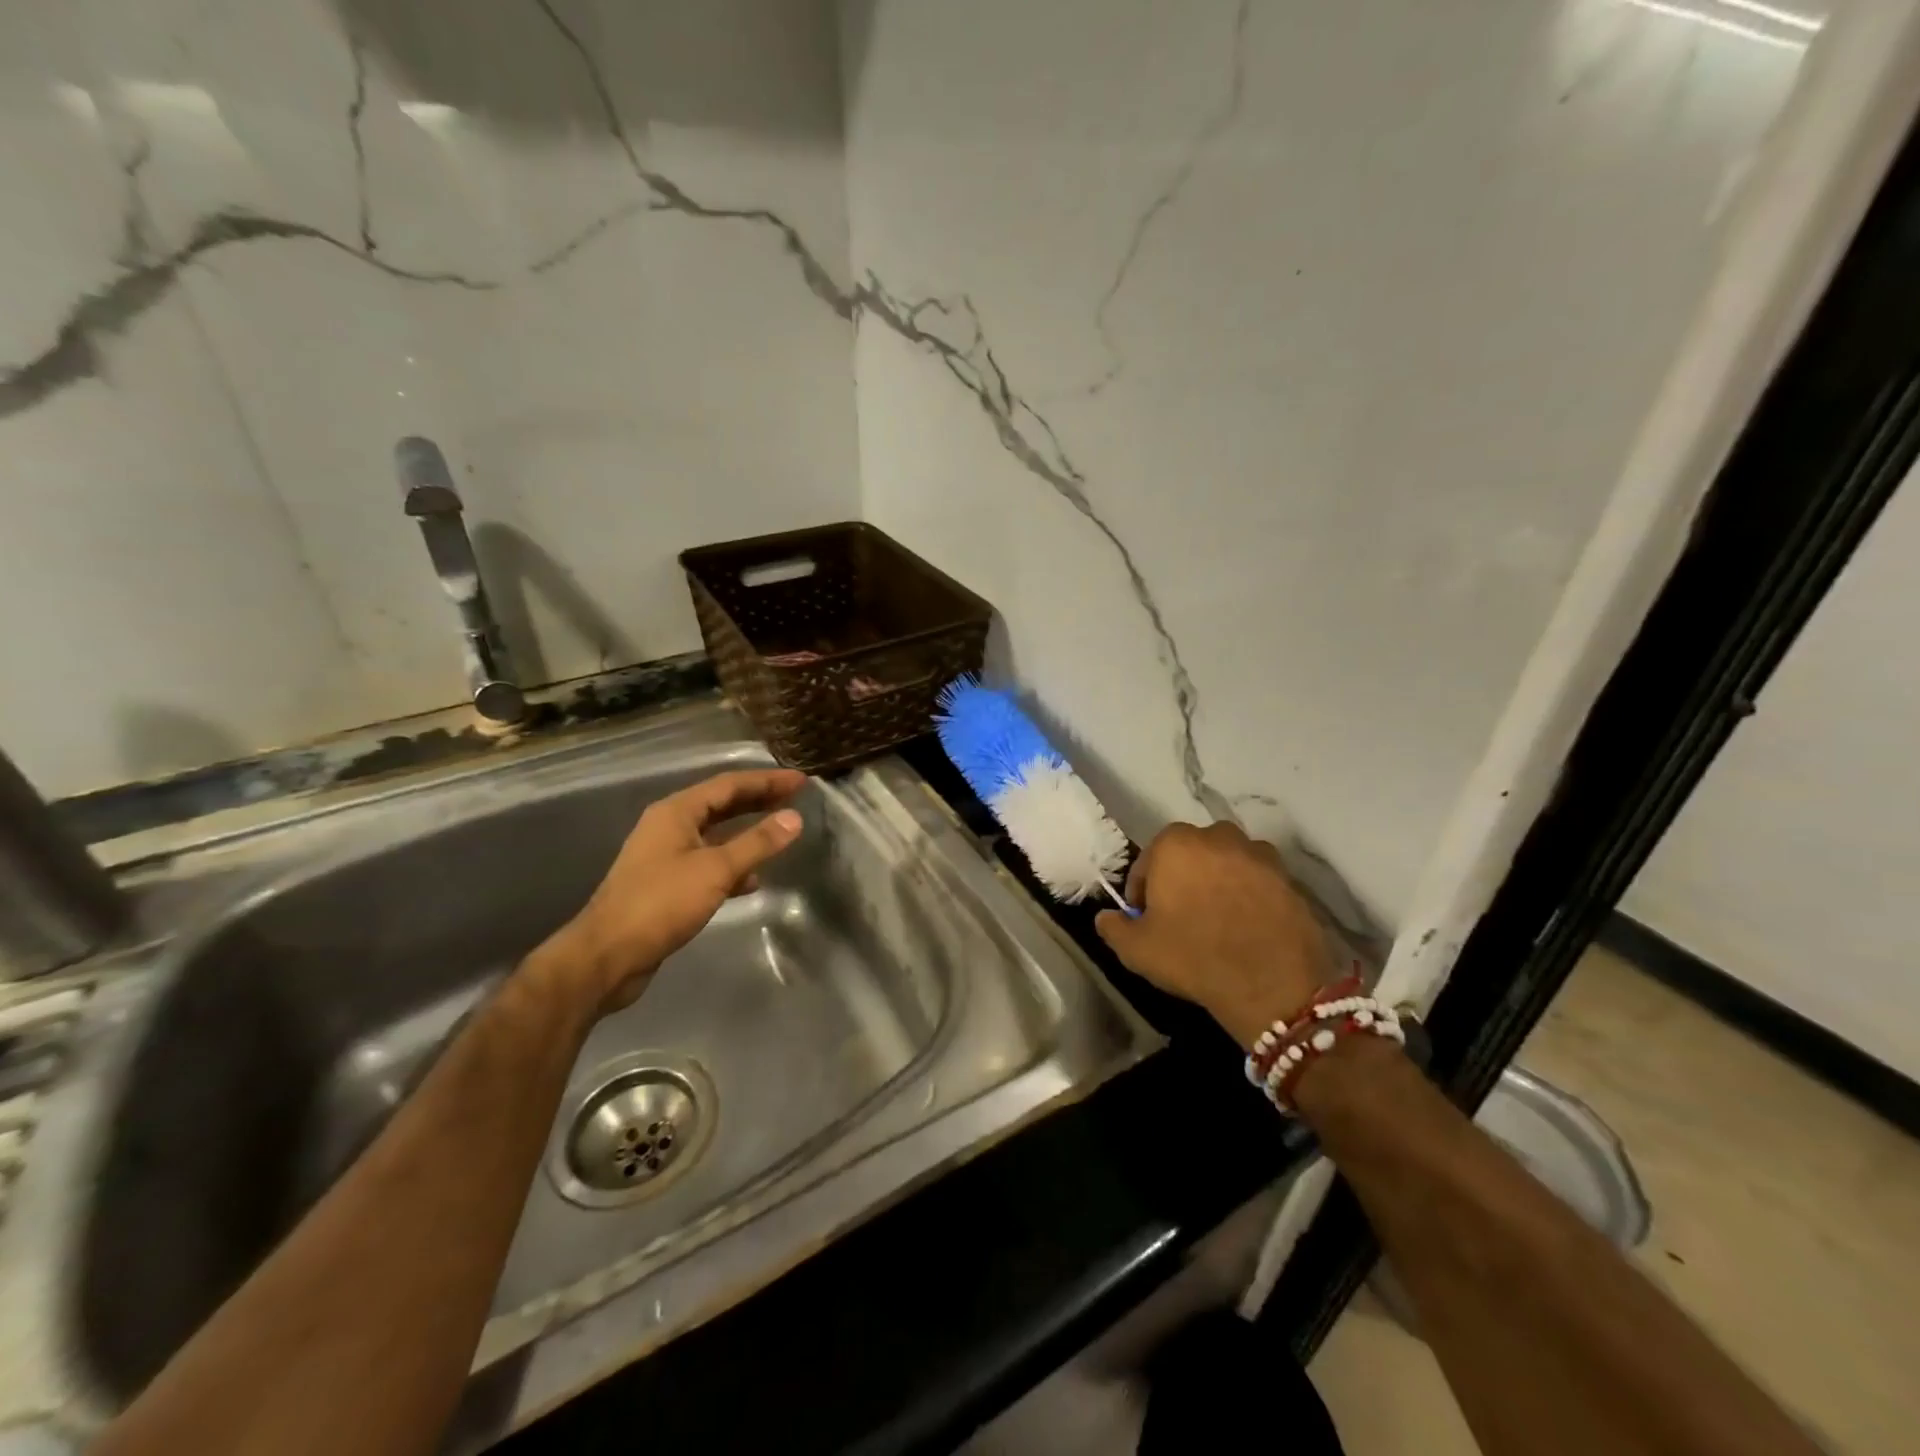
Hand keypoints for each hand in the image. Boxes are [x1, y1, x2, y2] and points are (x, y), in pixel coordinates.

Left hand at [542, 768, 808, 1013]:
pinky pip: (708, 862)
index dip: (766, 781)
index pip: (729, 785)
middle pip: (721, 805)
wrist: (608, 956)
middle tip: (794, 799)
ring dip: (747, 831)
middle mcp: (669, 826)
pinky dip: (733, 864)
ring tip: (780, 833)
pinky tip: (753, 879)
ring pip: (715, 834)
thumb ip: (757, 842)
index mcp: (676, 812)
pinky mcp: (667, 884)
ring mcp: (665, 856)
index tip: (800, 781)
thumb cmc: (661, 903)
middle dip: (758, 801)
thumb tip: (794, 817)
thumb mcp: (715, 870)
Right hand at [1095, 822, 1334, 1048]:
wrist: (1273, 984)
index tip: (1146, 919)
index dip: (1143, 892)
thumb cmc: (1193, 956)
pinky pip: (1258, 883)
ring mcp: (1259, 855)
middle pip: (1190, 856)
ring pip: (1226, 865)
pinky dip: (1249, 897)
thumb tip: (1106, 917)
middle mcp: (1219, 836)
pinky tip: (1246, 929)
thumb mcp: (1136, 949)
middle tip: (1181, 918)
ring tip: (1217, 922)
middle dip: (1183, 880)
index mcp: (1176, 844)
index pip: (1148, 862)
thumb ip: (1113, 927)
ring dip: (1218, 884)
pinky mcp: (1290, 879)